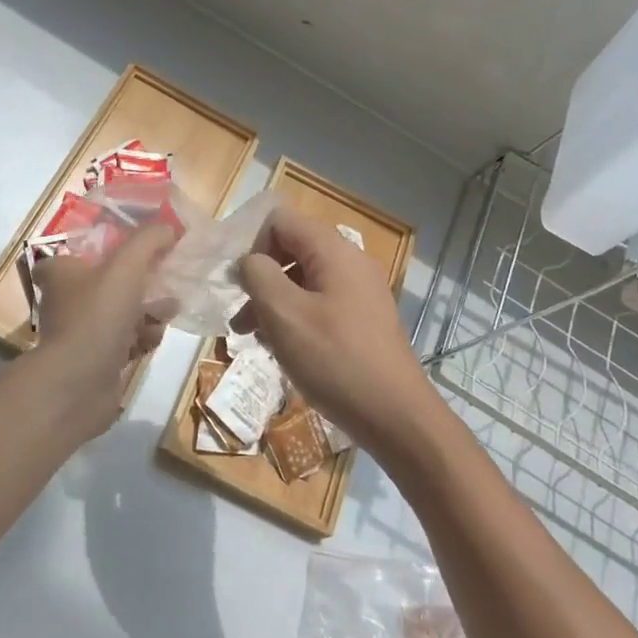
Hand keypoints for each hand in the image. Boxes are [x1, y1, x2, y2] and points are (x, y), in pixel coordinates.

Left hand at [29, 223, 175, 436]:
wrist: (79, 384)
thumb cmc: (97, 315)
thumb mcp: (126, 266)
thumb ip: (149, 241)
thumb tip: (169, 227)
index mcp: (62, 273)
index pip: (76, 252)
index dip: (103, 249)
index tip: (131, 250)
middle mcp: (67, 301)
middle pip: (107, 282)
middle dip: (141, 282)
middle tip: (166, 278)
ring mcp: (81, 333)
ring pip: (120, 313)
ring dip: (147, 311)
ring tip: (169, 309)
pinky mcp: (96, 360)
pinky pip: (125, 341)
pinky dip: (141, 338)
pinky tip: (154, 338)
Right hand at [234, 207, 441, 458]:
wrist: (396, 418)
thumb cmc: (335, 360)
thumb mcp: (284, 314)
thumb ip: (258, 275)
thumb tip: (249, 261)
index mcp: (333, 250)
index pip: (280, 220)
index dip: (253, 245)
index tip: (240, 284)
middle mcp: (350, 262)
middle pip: (292, 249)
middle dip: (261, 278)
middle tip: (241, 316)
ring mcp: (361, 292)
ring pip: (303, 280)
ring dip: (274, 302)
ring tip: (255, 338)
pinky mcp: (364, 320)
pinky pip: (320, 303)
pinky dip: (296, 318)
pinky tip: (284, 350)